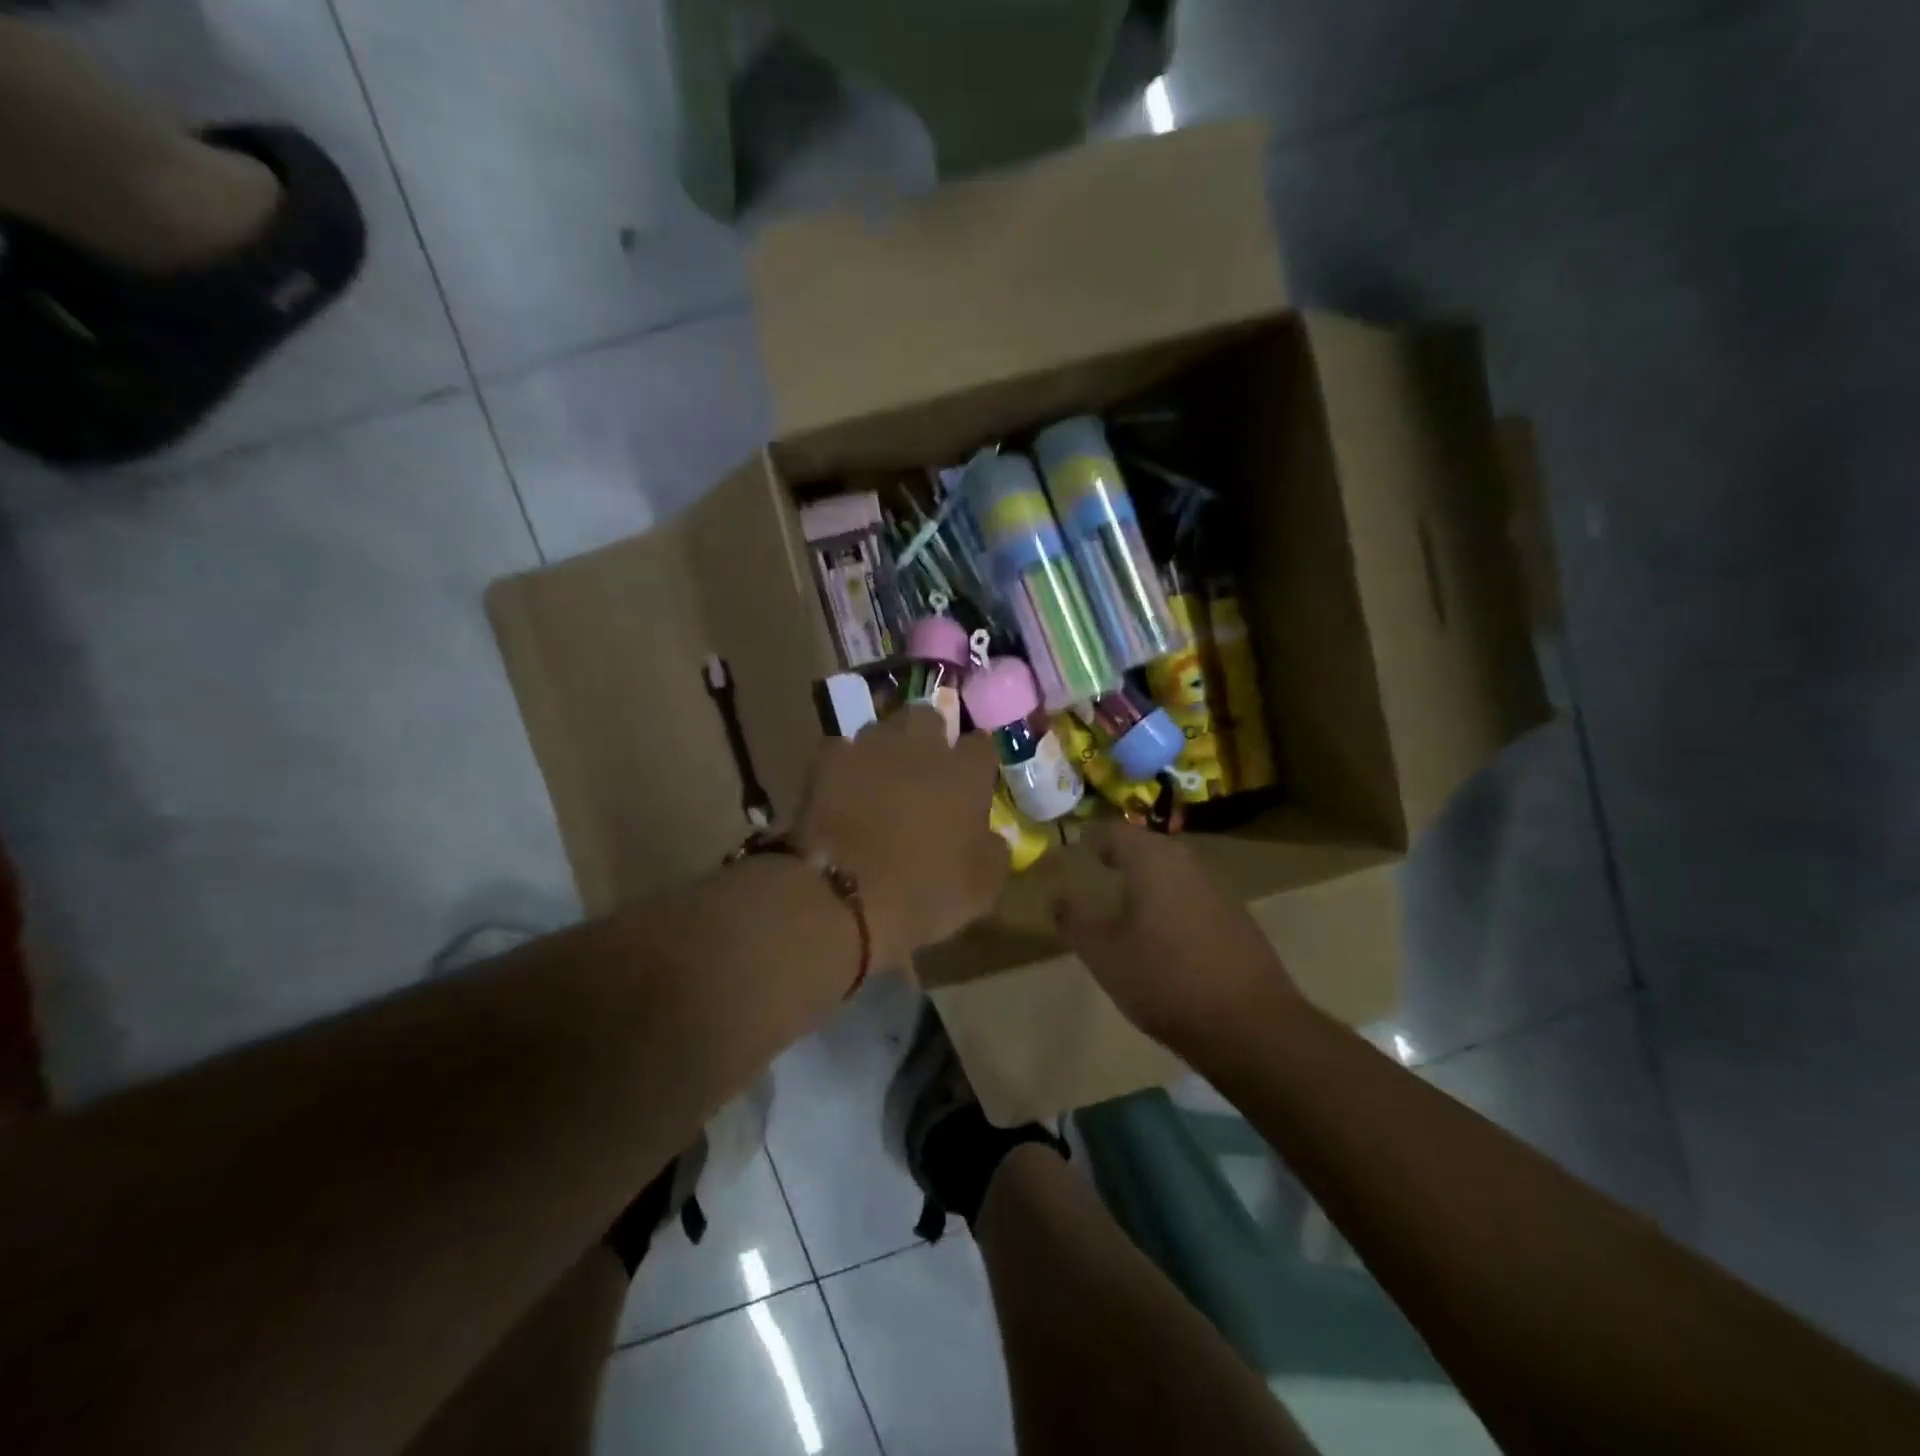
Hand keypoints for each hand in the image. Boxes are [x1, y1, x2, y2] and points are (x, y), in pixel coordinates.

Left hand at [795, 706, 1007, 968]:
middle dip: (928, 736)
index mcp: (965, 772)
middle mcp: (920, 746)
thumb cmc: (924, 894)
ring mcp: (870, 747)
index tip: (973, 780)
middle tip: (924, 769)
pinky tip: (844, 790)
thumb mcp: (981, 888)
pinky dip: (846, 766)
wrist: (843, 898)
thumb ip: (993, 850)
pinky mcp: (828, 760)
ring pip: (882, 729)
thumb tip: (991, 836)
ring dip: (886, 748)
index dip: (977, 761)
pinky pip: (842, 750)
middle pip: (928, 718)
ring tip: (881, 778)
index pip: (981, 744)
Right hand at [1048, 821, 1301, 1051]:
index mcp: (1153, 861)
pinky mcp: (1237, 919)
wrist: (1250, 1025)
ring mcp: (1218, 890)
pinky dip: (1172, 901)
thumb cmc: (1165, 980)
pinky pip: (1193, 895)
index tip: (1077, 850)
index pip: (1116, 832)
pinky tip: (1164, 933)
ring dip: (1148, 879)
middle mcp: (1188, 864)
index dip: (1093, 839)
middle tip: (1099, 871)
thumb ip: (1075, 919)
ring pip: (1173, 871)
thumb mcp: (1103, 954)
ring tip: (1126, 902)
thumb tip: (1056, 894)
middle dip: (1122, 855)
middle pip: (1148, 846)